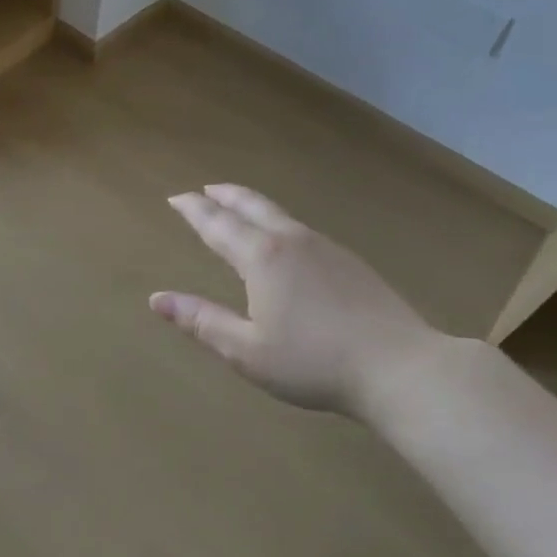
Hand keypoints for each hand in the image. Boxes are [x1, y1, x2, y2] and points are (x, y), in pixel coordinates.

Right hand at [152, 185, 443, 417]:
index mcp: (261, 258)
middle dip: (224, 195)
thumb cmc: (313, 362)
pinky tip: (286, 241)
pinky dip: (278, 222)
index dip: (193, 210)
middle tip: (205, 189)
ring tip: (239, 207)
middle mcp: (292, 241)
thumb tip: (157, 299)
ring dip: (252, 205)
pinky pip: (301, 229)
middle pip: (252, 205)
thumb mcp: (246, 350)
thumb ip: (202, 321)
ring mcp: (326, 248)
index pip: (217, 224)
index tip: (176, 198)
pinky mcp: (350, 262)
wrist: (399, 367)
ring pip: (280, 214)